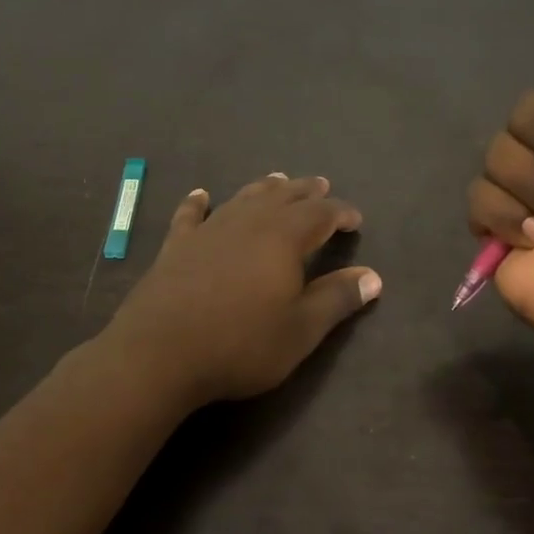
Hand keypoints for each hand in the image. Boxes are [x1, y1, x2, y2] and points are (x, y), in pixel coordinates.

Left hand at [108, 174, 382, 406]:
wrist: (160, 353)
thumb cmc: (240, 344)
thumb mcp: (300, 330)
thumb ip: (336, 299)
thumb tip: (372, 276)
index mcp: (283, 238)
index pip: (321, 215)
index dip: (341, 213)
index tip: (354, 219)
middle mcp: (247, 223)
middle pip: (283, 197)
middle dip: (306, 192)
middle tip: (321, 186)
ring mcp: (208, 231)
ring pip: (243, 199)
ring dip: (264, 189)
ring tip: (278, 180)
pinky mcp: (176, 246)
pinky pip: (191, 215)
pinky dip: (198, 202)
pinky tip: (201, 195)